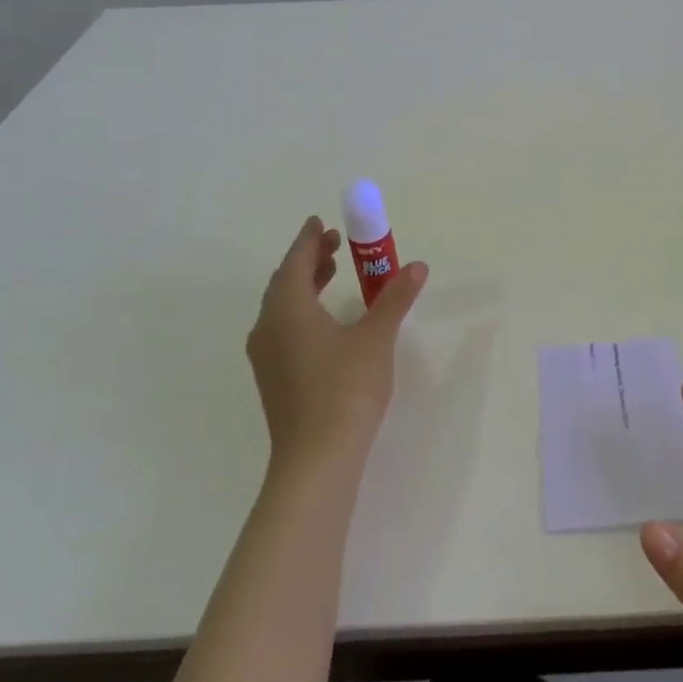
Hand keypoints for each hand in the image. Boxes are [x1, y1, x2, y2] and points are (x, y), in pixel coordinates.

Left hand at [245, 215, 427, 474]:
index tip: (321, 222)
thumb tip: (416, 267)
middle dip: (309, 260)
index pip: (295, 261)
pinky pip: (283, 329)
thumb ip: (395, 299)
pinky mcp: (273, 379)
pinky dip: (302, 311)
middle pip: (284, 282)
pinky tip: (326, 324)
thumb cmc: (346, 389)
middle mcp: (268, 327)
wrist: (316, 459)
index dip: (309, 239)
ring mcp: (266, 356)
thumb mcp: (376, 338)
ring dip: (305, 285)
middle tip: (336, 245)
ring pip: (282, 307)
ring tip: (333, 276)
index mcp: (288, 308)